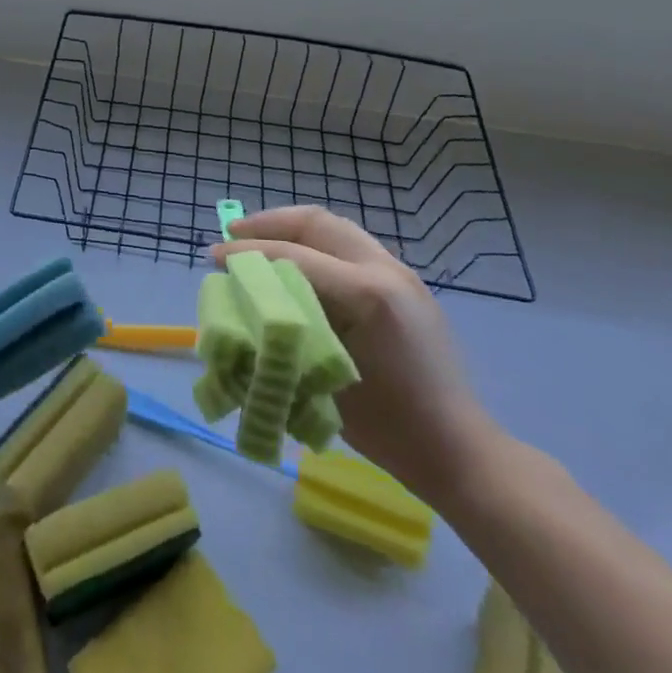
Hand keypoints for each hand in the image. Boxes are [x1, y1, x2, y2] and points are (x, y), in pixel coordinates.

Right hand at [209, 205, 501, 508]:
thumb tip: (249, 302)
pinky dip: (317, 243)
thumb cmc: (388, 427)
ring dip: (293, 229)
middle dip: (269, 223)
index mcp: (367, 294)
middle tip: (234, 233)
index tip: (214, 256)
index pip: (294, 256)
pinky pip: (351, 246)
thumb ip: (288, 329)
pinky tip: (298, 262)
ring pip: (336, 228)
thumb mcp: (324, 377)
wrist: (457, 449)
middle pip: (317, 223)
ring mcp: (400, 272)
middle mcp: (385, 269)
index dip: (248, 253)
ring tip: (259, 239)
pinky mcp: (406, 282)